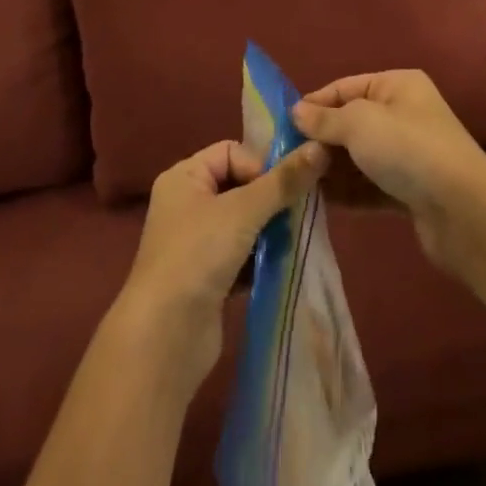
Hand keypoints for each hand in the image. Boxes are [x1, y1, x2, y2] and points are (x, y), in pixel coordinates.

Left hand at [114, 139, 329, 390]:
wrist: (164, 337)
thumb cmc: (198, 255)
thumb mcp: (243, 210)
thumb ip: (283, 181)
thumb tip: (320, 147)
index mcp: (184, 177)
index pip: (232, 152)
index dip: (260, 165)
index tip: (285, 188)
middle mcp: (186, 203)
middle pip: (240, 185)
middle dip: (270, 198)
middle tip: (297, 213)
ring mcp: (196, 242)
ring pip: (244, 221)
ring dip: (269, 229)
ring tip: (291, 239)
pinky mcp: (207, 276)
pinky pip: (242, 253)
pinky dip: (261, 257)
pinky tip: (280, 265)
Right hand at [292, 69, 485, 268]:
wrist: (463, 211)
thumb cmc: (407, 149)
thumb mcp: (359, 123)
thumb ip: (324, 119)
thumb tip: (296, 112)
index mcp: (397, 85)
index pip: (345, 87)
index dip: (314, 104)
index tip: (282, 125)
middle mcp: (404, 115)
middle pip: (351, 124)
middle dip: (320, 140)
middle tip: (285, 158)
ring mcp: (408, 155)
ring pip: (359, 158)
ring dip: (330, 169)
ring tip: (295, 182)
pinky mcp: (409, 191)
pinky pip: (369, 186)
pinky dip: (347, 192)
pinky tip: (318, 201)